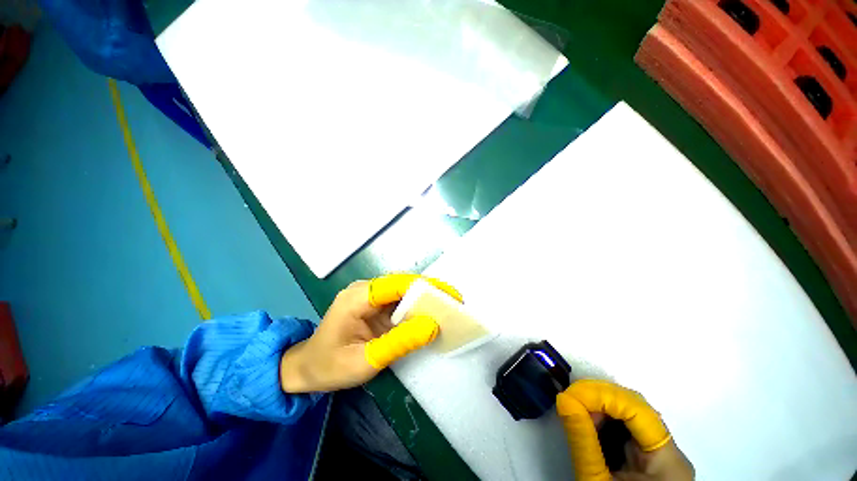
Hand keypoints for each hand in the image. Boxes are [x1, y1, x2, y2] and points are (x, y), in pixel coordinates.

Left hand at [279, 273, 461, 392]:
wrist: (306, 368)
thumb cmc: (329, 366)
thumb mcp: (365, 361)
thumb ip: (399, 342)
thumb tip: (432, 326)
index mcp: (356, 297)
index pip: (396, 284)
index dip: (425, 286)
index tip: (449, 295)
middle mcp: (364, 289)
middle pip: (402, 284)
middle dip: (429, 292)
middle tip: (453, 303)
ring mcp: (369, 295)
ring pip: (402, 291)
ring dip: (424, 299)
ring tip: (447, 308)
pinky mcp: (373, 304)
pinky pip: (398, 301)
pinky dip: (415, 308)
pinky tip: (428, 316)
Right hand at [557, 380, 693, 480]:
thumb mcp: (597, 480)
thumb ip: (583, 440)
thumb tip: (564, 399)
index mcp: (668, 460)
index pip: (637, 409)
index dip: (603, 395)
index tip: (570, 393)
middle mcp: (672, 451)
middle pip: (636, 409)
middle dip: (600, 400)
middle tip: (571, 401)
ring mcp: (665, 453)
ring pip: (632, 415)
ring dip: (602, 408)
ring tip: (578, 413)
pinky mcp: (654, 456)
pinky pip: (631, 428)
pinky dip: (608, 421)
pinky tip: (592, 424)